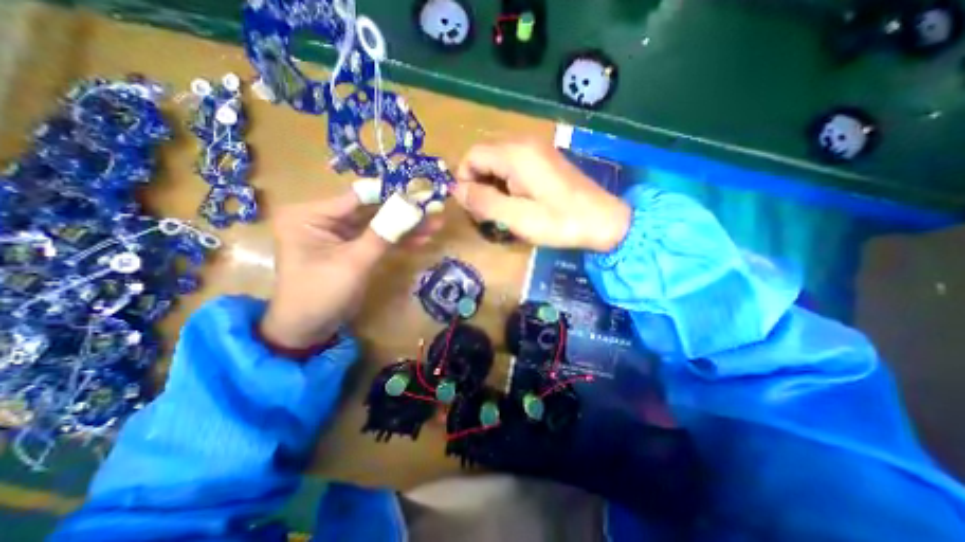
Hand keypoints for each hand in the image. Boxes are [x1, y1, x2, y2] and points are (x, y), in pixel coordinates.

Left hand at [260, 190, 439, 350]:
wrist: (307, 329)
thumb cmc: (320, 294)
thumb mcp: (353, 263)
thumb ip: (382, 235)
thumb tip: (411, 209)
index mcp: (311, 215)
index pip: (358, 197)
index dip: (391, 195)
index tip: (420, 193)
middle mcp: (324, 218)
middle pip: (371, 210)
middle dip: (403, 212)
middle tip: (432, 208)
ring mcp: (340, 233)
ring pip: (378, 225)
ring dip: (405, 227)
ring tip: (435, 224)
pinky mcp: (352, 247)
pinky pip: (378, 239)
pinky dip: (398, 241)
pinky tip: (421, 239)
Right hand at [456, 137, 634, 249]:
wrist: (603, 221)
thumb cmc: (560, 222)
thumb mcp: (518, 218)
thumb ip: (484, 202)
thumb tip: (457, 190)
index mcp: (516, 154)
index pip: (472, 156)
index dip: (464, 180)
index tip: (471, 206)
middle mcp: (524, 143)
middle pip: (484, 156)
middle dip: (478, 183)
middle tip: (486, 211)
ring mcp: (536, 149)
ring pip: (497, 161)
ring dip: (491, 184)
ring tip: (501, 209)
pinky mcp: (544, 158)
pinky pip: (513, 164)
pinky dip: (506, 182)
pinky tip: (516, 201)